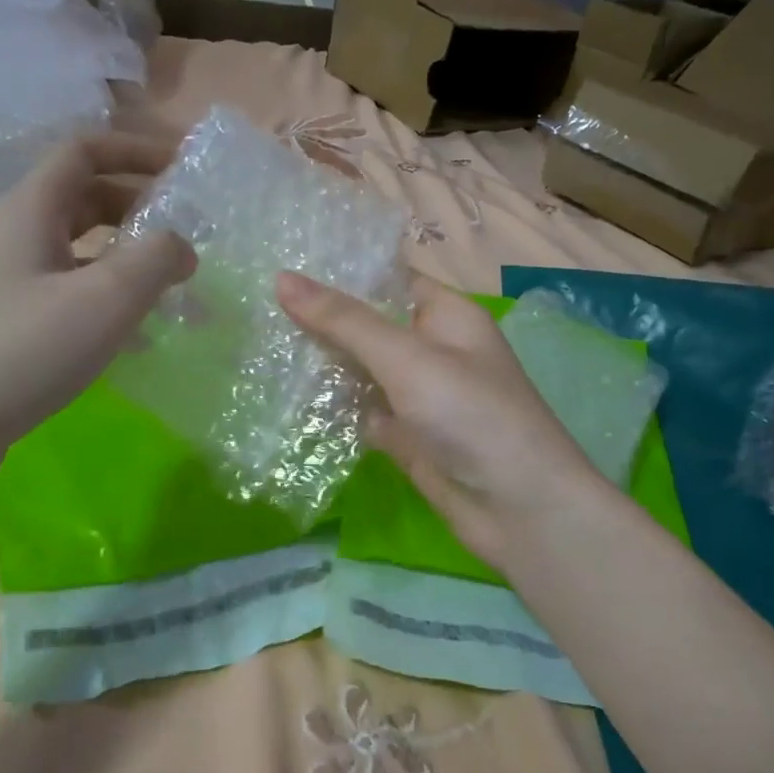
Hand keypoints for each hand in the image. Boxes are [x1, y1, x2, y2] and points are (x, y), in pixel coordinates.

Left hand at [0, 134, 194, 489]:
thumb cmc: (26, 351)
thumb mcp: (105, 299)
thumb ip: (156, 260)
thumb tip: (183, 246)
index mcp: (33, 209)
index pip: (85, 150)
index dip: (136, 149)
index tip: (184, 166)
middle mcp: (20, 233)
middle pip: (86, 195)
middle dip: (140, 202)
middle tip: (188, 226)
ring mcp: (16, 278)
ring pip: (83, 245)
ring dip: (129, 251)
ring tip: (174, 278)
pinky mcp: (18, 318)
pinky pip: (75, 286)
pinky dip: (112, 292)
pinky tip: (141, 328)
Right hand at [276, 271, 612, 570]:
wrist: (518, 508)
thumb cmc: (470, 415)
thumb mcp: (407, 358)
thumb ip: (345, 321)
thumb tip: (282, 278)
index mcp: (446, 316)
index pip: (387, 280)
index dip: (339, 272)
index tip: (280, 264)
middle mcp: (433, 351)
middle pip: (370, 326)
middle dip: (321, 320)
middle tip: (255, 306)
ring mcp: (419, 397)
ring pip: (362, 371)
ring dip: (322, 365)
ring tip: (259, 346)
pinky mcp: (408, 437)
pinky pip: (363, 412)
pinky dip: (333, 408)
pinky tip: (287, 399)